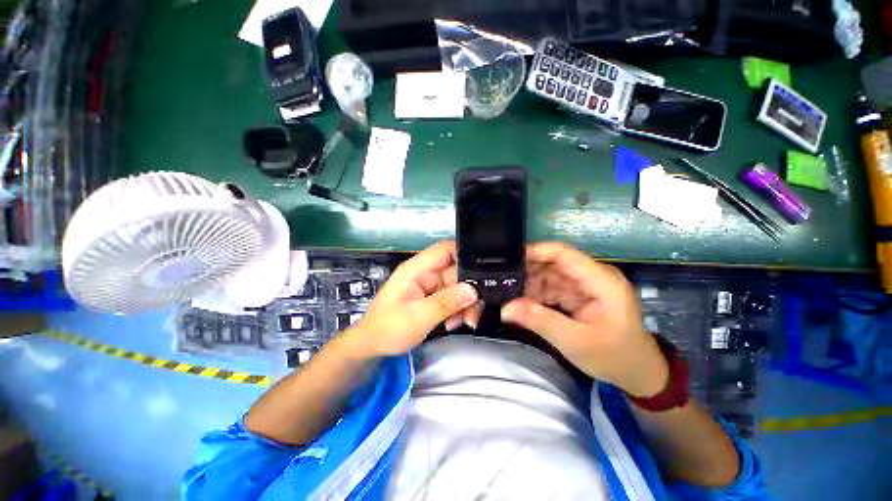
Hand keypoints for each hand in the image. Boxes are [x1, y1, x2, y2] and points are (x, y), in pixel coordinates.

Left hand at [342, 241, 481, 358]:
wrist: (373, 346)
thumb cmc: (388, 328)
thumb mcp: (417, 317)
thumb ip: (446, 302)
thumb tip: (473, 290)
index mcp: (417, 269)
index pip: (445, 250)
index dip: (465, 253)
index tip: (485, 270)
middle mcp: (427, 273)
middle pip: (457, 271)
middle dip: (470, 290)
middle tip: (476, 311)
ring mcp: (431, 286)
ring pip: (459, 287)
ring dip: (466, 304)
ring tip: (466, 322)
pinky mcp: (434, 298)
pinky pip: (454, 299)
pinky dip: (459, 310)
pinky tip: (455, 323)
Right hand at [500, 242, 667, 396]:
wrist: (639, 374)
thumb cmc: (614, 357)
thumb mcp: (575, 342)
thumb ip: (539, 321)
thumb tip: (505, 309)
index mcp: (600, 280)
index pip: (563, 253)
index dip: (535, 252)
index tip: (508, 260)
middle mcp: (592, 276)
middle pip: (553, 263)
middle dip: (527, 272)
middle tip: (502, 282)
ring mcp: (585, 285)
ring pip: (549, 276)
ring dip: (529, 285)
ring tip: (508, 294)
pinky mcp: (579, 295)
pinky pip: (552, 288)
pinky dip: (536, 295)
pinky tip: (522, 303)